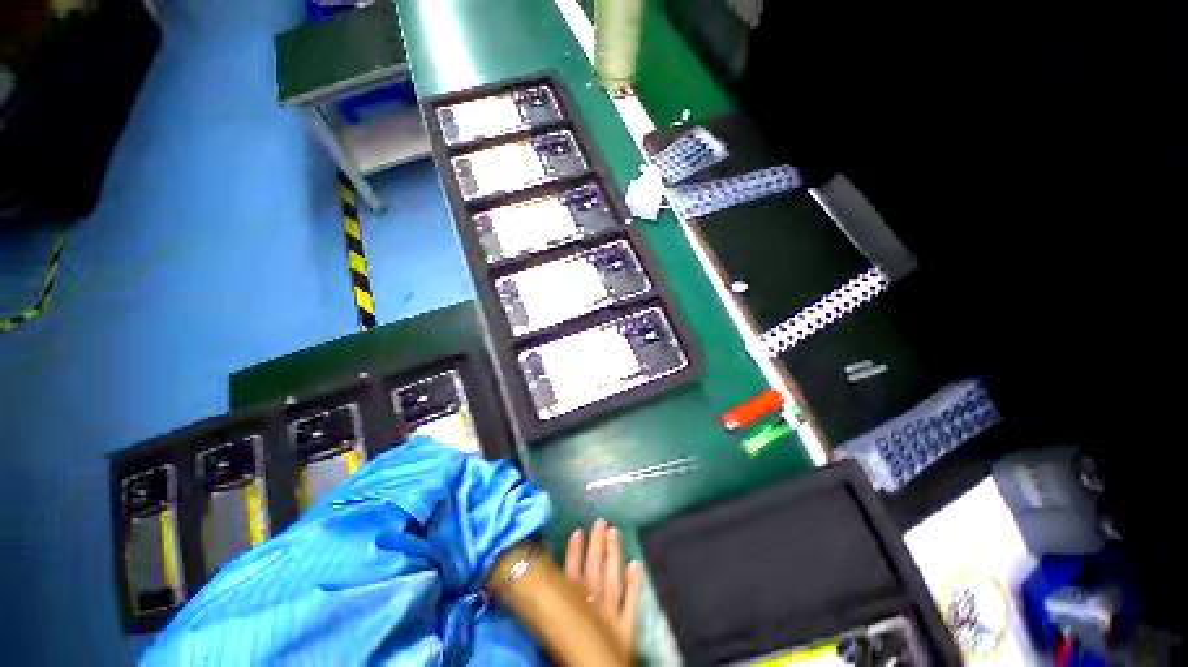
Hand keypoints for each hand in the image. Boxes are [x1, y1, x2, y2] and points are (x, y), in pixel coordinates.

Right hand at [564, 520, 642, 656]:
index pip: (573, 573)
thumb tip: (540, 581)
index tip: (578, 530)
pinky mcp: (627, 628)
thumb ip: (551, 605)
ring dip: (614, 555)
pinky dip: (635, 584)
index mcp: (575, 605)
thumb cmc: (570, 655)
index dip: (575, 552)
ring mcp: (612, 614)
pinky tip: (636, 564)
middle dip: (597, 545)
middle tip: (600, 522)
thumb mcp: (554, 631)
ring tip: (615, 532)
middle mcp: (593, 605)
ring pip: (612, 578)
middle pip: (595, 569)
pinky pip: (632, 603)